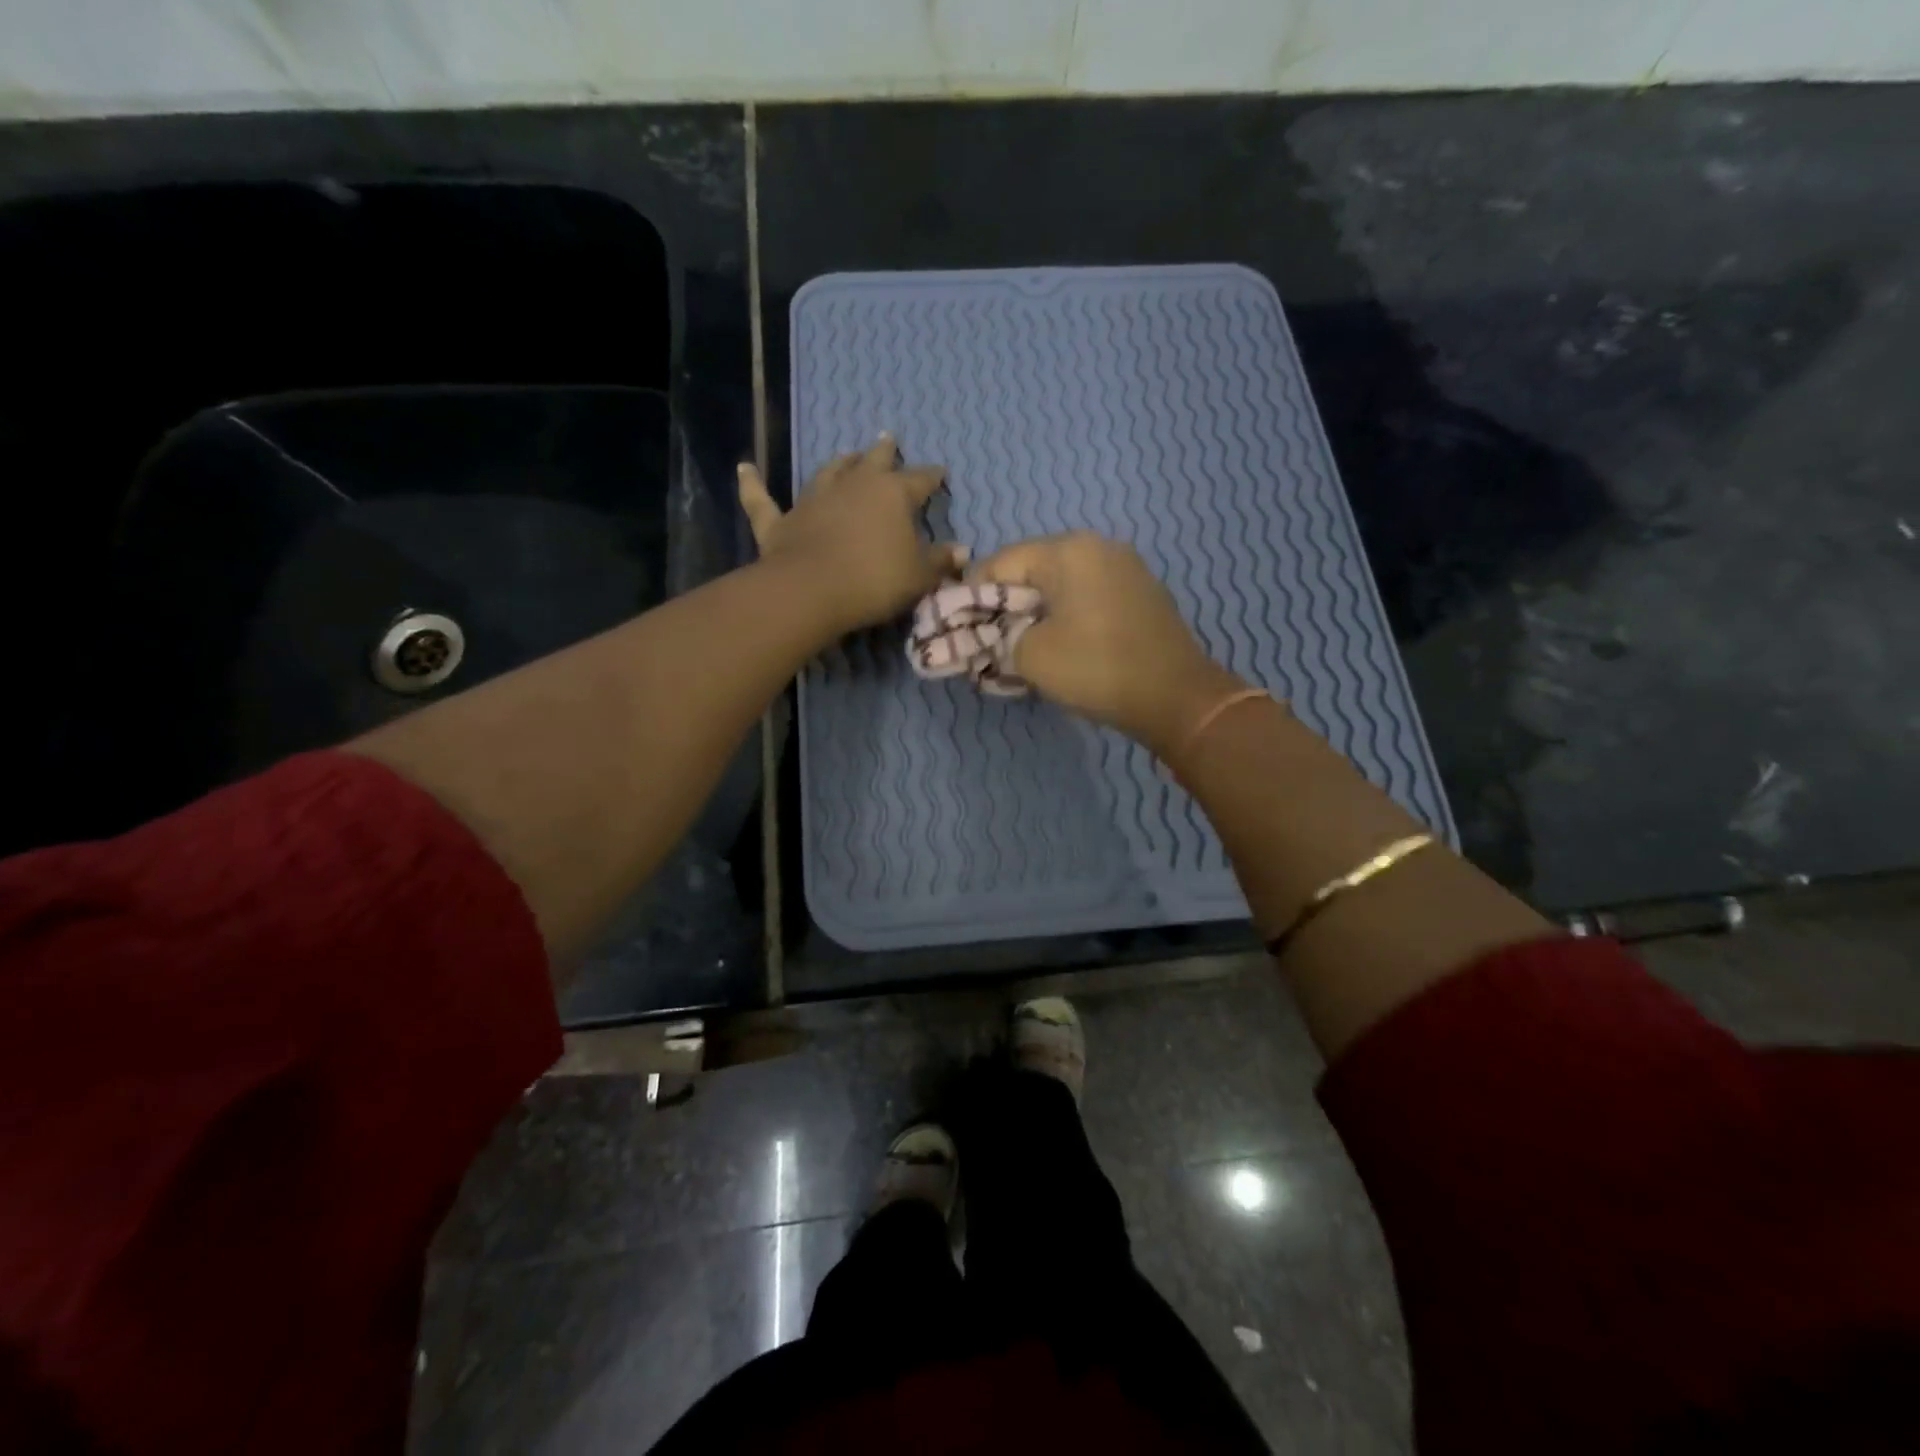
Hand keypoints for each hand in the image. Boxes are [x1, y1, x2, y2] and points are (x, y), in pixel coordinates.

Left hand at [738, 434, 965, 636]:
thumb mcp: (919, 576)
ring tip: (846, 452)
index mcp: (892, 494)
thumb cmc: (875, 580)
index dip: (932, 477)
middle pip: (873, 463)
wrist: (812, 591)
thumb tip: (962, 551)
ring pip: (828, 473)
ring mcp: (813, 500)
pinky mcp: (779, 522)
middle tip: (889, 438)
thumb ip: (941, 562)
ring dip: (839, 463)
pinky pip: (762, 499)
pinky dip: (753, 484)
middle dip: (885, 452)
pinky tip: (744, 468)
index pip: (920, 480)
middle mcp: (853, 486)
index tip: (941, 473)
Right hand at [974, 532, 1241, 751]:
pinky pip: (1088, 595)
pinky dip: (1065, 614)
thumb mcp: (1031, 655)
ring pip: (1061, 583)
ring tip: (1020, 644)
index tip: (956, 624)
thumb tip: (998, 634)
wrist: (1176, 697)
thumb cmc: (1097, 668)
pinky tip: (1060, 643)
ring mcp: (1125, 568)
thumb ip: (1000, 636)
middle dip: (1005, 603)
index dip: (971, 593)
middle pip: (1032, 569)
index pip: (1001, 562)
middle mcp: (1098, 547)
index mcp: (1068, 551)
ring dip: (1035, 610)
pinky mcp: (1141, 593)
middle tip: (987, 637)